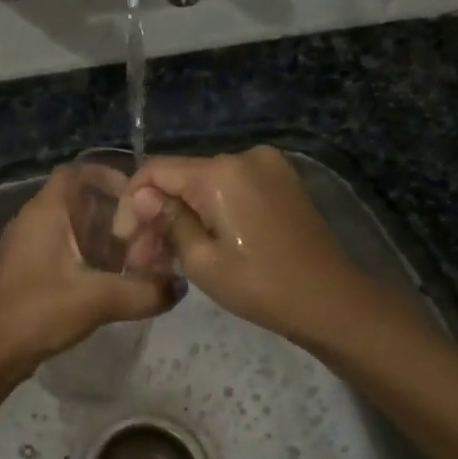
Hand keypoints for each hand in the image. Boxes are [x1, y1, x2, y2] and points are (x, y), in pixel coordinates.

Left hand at [0, 166, 176, 377]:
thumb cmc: (40, 311)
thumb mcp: (98, 299)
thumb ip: (143, 291)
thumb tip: (179, 286)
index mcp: (44, 212)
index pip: (76, 172)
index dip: (107, 175)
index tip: (138, 195)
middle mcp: (32, 220)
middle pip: (76, 199)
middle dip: (112, 210)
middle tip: (145, 228)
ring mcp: (26, 245)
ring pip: (69, 225)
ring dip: (100, 234)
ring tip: (134, 253)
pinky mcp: (26, 269)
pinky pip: (61, 247)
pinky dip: (86, 253)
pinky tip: (109, 276)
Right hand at [124, 147, 380, 343]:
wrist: (332, 302)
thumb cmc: (261, 287)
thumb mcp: (202, 261)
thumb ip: (168, 221)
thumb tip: (143, 198)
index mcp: (221, 172)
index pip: (156, 170)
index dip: (133, 201)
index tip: (125, 239)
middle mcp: (243, 156)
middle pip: (182, 178)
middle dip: (157, 214)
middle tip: (142, 257)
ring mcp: (267, 166)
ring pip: (205, 184)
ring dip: (183, 214)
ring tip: (168, 256)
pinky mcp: (282, 180)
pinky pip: (232, 188)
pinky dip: (212, 210)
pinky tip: (201, 241)